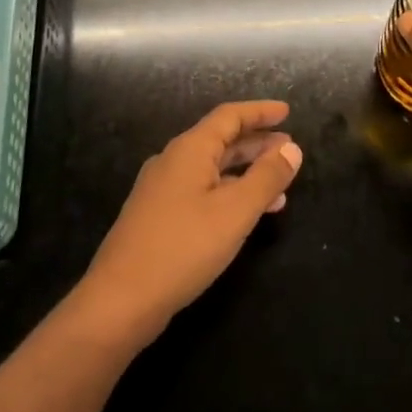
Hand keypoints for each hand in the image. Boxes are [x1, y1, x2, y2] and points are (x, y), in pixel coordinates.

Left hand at [75, 101, 302, 345]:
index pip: (230, 116)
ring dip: (246, 172)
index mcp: (190, 150)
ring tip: (279, 186)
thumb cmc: (183, 247)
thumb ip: (267, 177)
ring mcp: (161, 190)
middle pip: (220, 140)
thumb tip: (292, 149)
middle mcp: (173, 161)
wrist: (120, 300)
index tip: (287, 112)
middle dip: (257, 143)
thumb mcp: (235, 211)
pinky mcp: (158, 216)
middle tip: (289, 149)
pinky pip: (201, 191)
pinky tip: (245, 216)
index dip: (260, 111)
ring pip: (212, 169)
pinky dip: (229, 193)